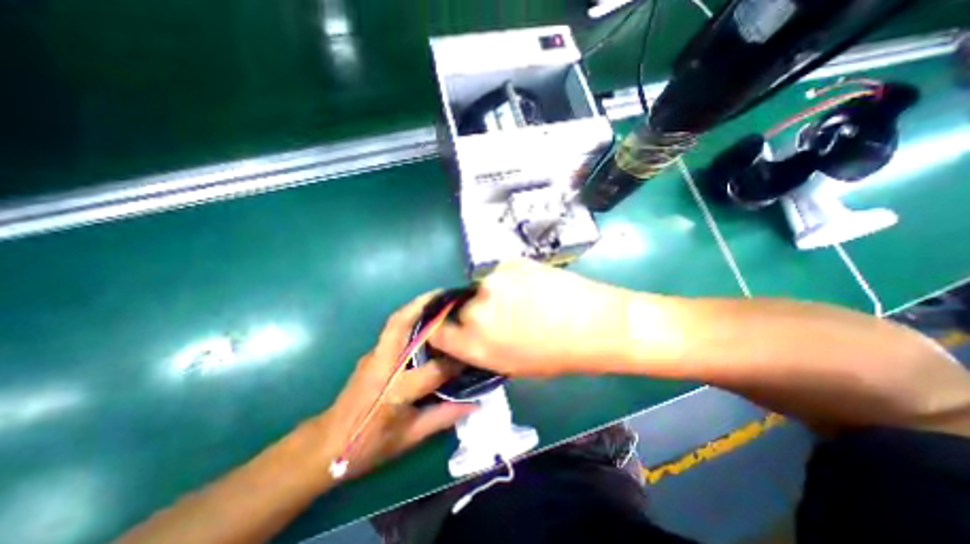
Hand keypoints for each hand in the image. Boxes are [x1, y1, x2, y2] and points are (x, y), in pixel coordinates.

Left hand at [313, 294, 475, 479]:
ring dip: (416, 307)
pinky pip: (393, 330)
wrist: (327, 444)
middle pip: (400, 324)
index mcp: (395, 391)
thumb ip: (444, 416)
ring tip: (437, 300)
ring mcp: (373, 356)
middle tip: (446, 295)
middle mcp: (382, 366)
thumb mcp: (411, 437)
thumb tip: (475, 402)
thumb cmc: (370, 446)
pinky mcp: (371, 354)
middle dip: (423, 305)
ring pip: (394, 322)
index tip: (473, 351)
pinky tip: (425, 321)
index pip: (433, 370)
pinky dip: (409, 318)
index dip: (456, 362)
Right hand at [427, 260, 642, 378]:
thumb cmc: (558, 355)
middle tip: (500, 316)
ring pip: (482, 288)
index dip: (444, 331)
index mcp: (475, 343)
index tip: (454, 329)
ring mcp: (494, 281)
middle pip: (459, 307)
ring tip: (523, 301)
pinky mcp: (510, 262)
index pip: (437, 332)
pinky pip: (501, 274)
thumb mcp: (512, 365)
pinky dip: (510, 282)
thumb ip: (480, 350)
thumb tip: (468, 335)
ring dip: (494, 296)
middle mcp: (477, 309)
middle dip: (473, 313)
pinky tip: (533, 288)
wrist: (598, 324)